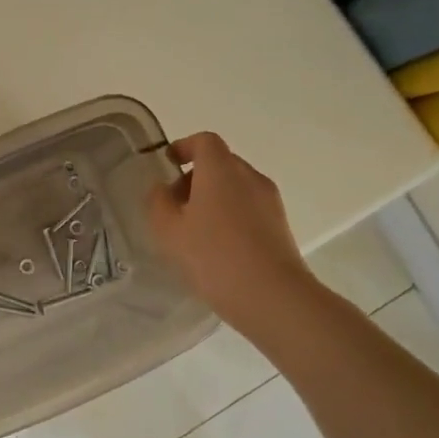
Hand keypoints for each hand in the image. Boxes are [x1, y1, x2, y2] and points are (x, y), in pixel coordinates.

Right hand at [146, 132, 315, 325]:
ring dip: (212, 198)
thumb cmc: (213, 256)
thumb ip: (158, 203)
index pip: (205, 141)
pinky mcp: (280, 224)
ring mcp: (269, 201)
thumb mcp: (169, 231)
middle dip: (195, 177)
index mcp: (221, 170)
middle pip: (220, 163)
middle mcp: (249, 177)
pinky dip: (230, 214)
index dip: (184, 147)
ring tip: (193, 231)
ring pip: (235, 186)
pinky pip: (249, 207)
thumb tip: (161, 189)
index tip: (168, 164)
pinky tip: (217, 247)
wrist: (271, 296)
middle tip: (174, 206)